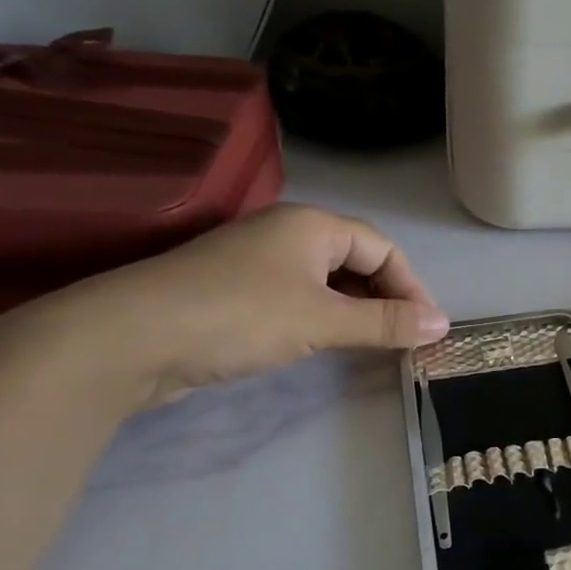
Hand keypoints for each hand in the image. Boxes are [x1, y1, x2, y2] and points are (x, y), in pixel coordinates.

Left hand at [0, 205, 450, 410]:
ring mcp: (256, 262)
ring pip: (326, 281)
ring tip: (374, 345)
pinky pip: (297, 297)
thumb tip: (443, 326)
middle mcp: (286, 233)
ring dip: (355, 310)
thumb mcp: (322, 320)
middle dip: (386, 298)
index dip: (411, 287)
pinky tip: (326, 342)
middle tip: (405, 339)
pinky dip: (323, 318)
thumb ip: (385, 323)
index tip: (428, 329)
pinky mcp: (234, 291)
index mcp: (312, 225)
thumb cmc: (239, 316)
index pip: (383, 248)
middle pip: (356, 260)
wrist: (127, 339)